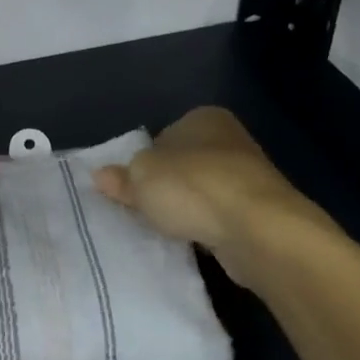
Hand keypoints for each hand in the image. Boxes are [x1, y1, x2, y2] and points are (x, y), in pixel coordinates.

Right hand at [93, 107, 332, 261]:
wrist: (259, 230)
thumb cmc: (194, 187)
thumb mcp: (141, 178)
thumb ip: (122, 177)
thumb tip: (100, 176)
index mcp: (203, 118)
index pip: (163, 136)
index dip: (144, 162)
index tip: (132, 187)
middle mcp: (229, 140)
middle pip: (183, 164)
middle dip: (165, 186)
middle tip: (143, 210)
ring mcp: (248, 177)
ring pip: (202, 192)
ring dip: (187, 209)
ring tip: (165, 230)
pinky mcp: (259, 212)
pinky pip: (220, 217)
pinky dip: (206, 228)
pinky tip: (193, 242)